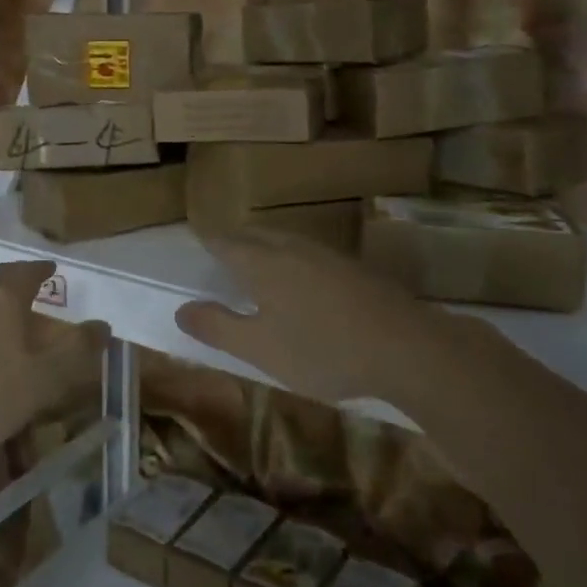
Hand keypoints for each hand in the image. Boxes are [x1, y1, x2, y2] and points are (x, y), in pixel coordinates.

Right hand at [175, 230, 496, 409]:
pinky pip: (310, 254)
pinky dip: (293, 260)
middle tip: (221, 253)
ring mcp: (327, 255)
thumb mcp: (260, 349)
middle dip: (235, 241)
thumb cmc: (322, 350)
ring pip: (285, 241)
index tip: (196, 241)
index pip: (224, 242)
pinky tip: (303, 283)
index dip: (207, 241)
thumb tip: (181, 308)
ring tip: (256, 264)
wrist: (406, 347)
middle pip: (255, 236)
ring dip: (265, 248)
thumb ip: (218, 327)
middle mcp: (292, 248)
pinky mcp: (354, 268)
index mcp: (262, 262)